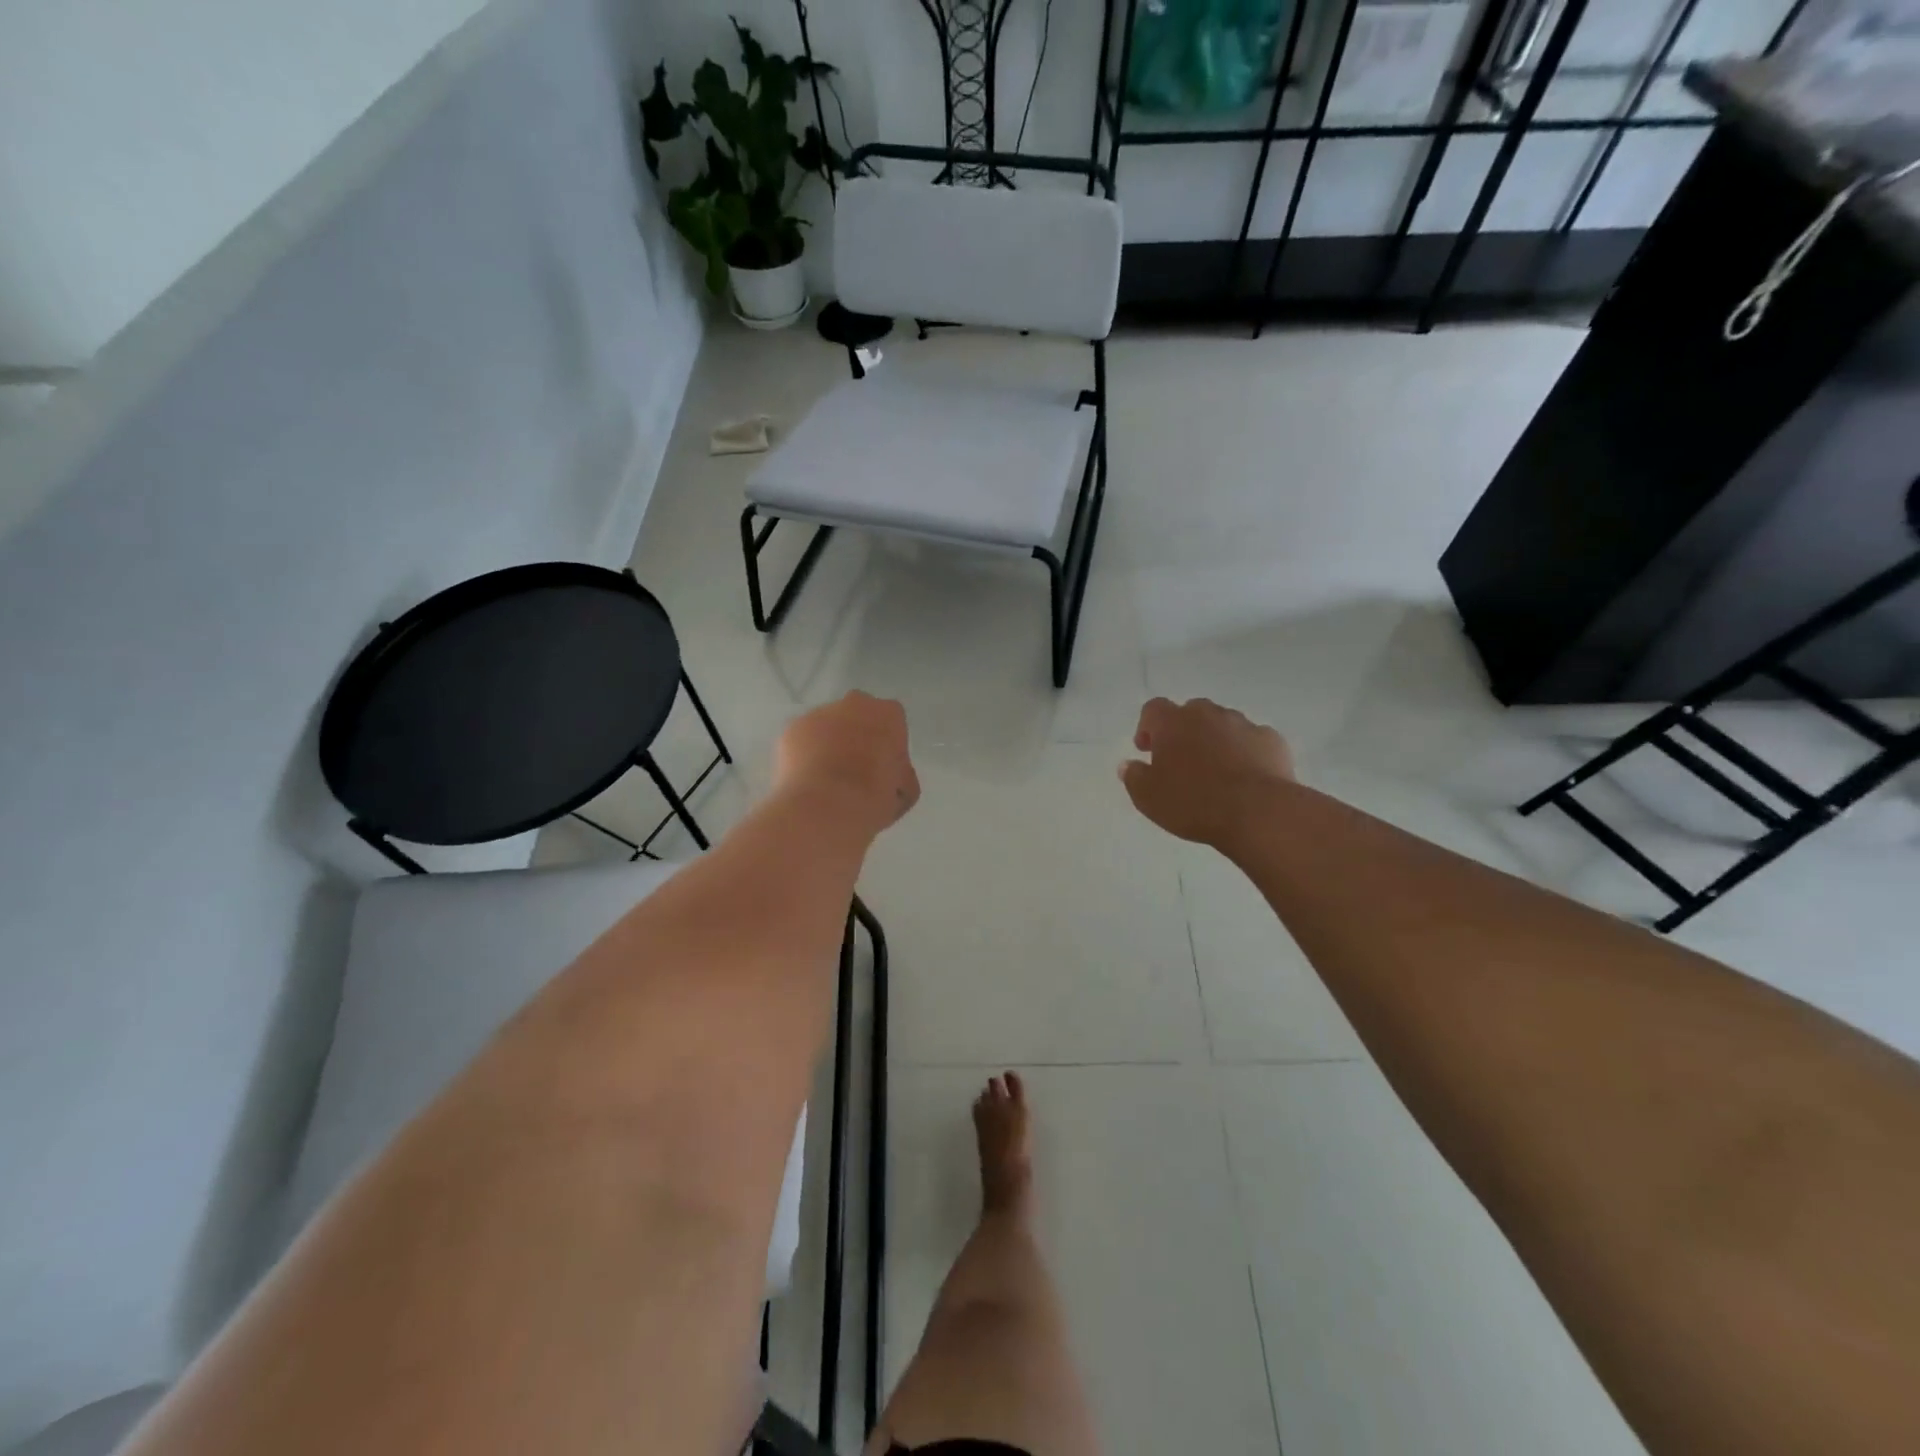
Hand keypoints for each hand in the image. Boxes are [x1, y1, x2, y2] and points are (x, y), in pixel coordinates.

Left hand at [774, 692, 919, 836]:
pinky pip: (804, 739)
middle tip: (857, 769)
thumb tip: (889, 777)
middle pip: (859, 715)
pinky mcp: (792, 728)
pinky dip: (806, 754)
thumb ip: (899, 773)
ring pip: (828, 725)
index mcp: (888, 714)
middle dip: (858, 735)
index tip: (884, 767)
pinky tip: (808, 779)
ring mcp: (819, 713)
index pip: (893, 721)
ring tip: (827, 779)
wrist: (823, 808)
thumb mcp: (905, 791)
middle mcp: (854, 703)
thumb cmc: (872, 798)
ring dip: (830, 743)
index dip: (889, 745)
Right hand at [1119, 697, 1293, 849]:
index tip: (1147, 750)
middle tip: (1181, 761)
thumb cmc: (1193, 802)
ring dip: (1215, 740)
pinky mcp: (1272, 740)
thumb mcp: (1148, 797)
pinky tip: (1245, 778)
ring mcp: (1244, 724)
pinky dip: (1245, 752)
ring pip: (1223, 725)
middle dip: (1183, 731)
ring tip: (1215, 772)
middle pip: (1190, 712)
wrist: (1258, 812)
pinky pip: (1252, 741)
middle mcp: (1208, 714)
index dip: (1147, 727)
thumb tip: (1128, 765)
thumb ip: (1134, 776)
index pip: (1153, 709)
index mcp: (1173, 722)